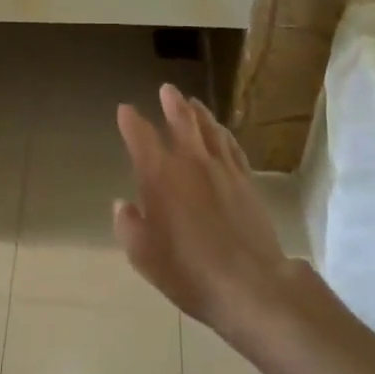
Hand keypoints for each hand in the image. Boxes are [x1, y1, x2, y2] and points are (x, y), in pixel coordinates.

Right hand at [114, 85, 292, 335]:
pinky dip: (223, 134)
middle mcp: (190, 161)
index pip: (141, 137)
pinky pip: (232, 147)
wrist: (251, 284)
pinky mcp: (246, 181)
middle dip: (171, 103)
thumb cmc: (188, 271)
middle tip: (167, 89)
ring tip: (193, 102)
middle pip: (181, 121)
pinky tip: (222, 132)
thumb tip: (123, 204)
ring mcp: (222, 168)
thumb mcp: (144, 256)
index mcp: (159, 175)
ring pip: (209, 129)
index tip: (125, 110)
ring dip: (199, 113)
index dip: (131, 121)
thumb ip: (129, 225)